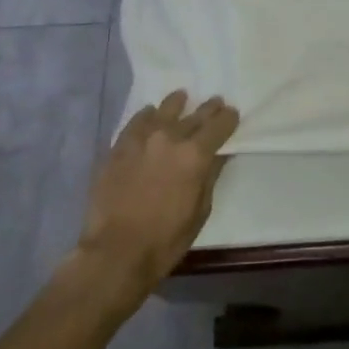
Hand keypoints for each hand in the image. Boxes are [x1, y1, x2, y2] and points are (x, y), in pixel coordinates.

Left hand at [72, 91, 238, 310]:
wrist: (116, 251)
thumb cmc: (166, 239)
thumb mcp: (200, 211)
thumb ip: (210, 177)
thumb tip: (219, 154)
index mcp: (195, 155)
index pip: (218, 126)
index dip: (228, 118)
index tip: (232, 113)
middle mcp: (170, 138)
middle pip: (194, 116)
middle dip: (208, 109)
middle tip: (215, 102)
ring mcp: (142, 139)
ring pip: (164, 111)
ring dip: (176, 104)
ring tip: (181, 97)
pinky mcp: (119, 147)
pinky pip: (136, 122)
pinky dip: (147, 115)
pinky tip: (150, 112)